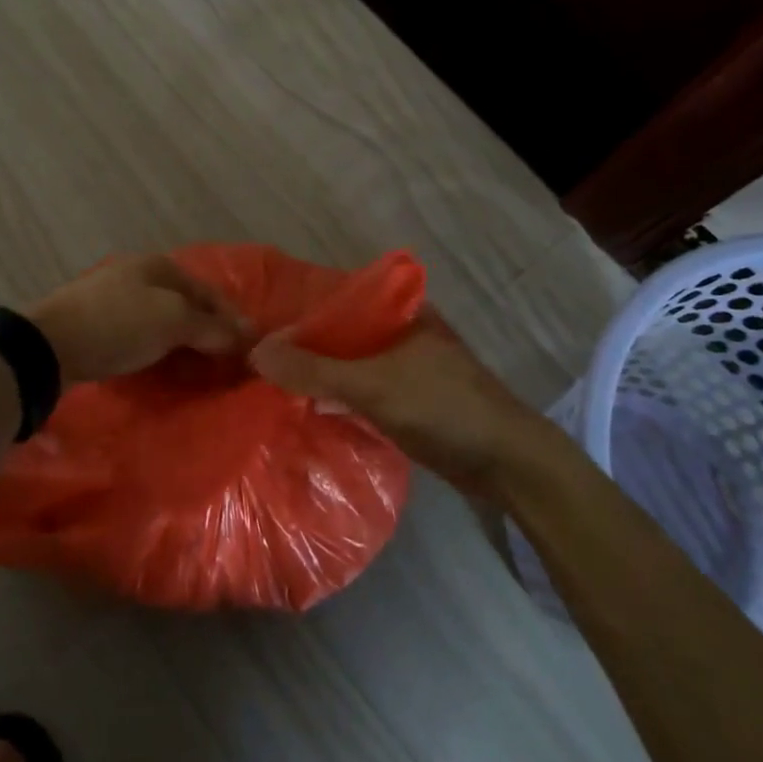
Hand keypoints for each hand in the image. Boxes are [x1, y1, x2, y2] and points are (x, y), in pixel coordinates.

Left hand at [29, 254, 250, 384]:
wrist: (48, 344)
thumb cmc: (118, 324)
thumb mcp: (172, 322)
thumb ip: (212, 328)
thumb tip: (248, 336)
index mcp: (160, 265)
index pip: (210, 293)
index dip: (232, 320)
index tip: (250, 350)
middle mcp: (139, 274)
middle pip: (186, 304)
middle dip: (208, 331)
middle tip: (226, 364)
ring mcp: (114, 296)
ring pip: (162, 318)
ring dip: (182, 341)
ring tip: (198, 369)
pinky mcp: (96, 322)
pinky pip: (140, 332)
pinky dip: (157, 347)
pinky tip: (161, 364)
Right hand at [249, 308, 561, 494]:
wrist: (507, 462)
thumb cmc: (442, 406)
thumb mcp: (373, 385)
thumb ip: (315, 370)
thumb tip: (256, 352)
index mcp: (399, 310)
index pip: (336, 298)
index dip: (298, 310)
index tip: (257, 323)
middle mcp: (400, 330)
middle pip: (340, 332)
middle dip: (304, 344)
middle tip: (255, 354)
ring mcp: (406, 366)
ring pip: (350, 361)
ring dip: (319, 371)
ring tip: (270, 379)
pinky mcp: (408, 398)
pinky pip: (361, 388)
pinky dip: (336, 394)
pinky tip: (305, 404)